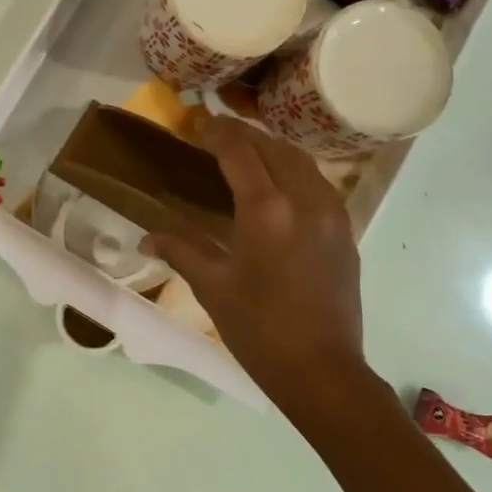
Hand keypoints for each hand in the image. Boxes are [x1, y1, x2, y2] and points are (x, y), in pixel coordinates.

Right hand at [145, 117, 374, 424]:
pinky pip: (319, 182)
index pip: (239, 152)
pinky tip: (280, 184)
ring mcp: (331, 214)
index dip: (217, 132)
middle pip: (273, 148)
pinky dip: (295, 169)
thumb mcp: (212, 286)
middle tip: (217, 132)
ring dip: (272, 148)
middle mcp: (303, 200)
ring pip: (301, 160)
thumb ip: (181, 250)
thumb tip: (147, 237)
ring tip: (248, 151)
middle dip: (244, 134)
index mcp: (266, 210)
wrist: (322, 370)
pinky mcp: (345, 231)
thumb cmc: (258, 329)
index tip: (199, 122)